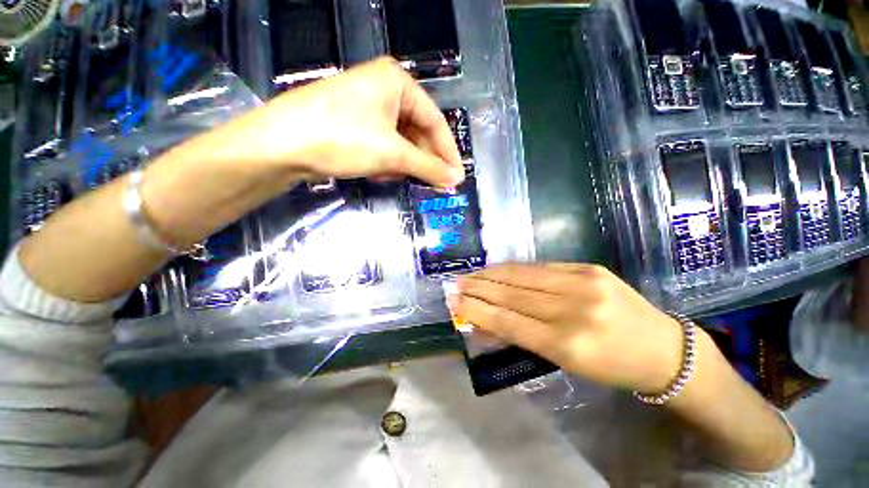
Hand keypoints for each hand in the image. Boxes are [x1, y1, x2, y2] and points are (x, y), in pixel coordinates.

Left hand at [142, 56, 462, 246]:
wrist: (282, 145)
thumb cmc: (344, 138)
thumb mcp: (393, 154)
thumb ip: (428, 167)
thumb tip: (455, 180)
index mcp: (397, 82)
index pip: (435, 121)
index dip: (448, 152)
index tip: (457, 176)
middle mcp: (384, 89)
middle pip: (417, 131)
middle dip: (424, 160)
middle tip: (435, 184)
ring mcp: (367, 106)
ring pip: (400, 141)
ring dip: (403, 163)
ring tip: (400, 178)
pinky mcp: (354, 123)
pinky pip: (384, 144)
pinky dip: (387, 161)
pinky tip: (380, 172)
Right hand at [452, 263, 687, 393]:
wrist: (664, 348)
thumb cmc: (611, 366)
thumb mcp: (566, 362)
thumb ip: (524, 337)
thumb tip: (488, 321)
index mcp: (568, 344)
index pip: (508, 321)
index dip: (477, 310)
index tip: (454, 303)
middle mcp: (574, 309)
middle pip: (512, 294)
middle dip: (478, 288)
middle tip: (455, 284)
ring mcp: (583, 282)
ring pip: (522, 275)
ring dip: (491, 274)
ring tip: (471, 275)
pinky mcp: (589, 267)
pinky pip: (540, 266)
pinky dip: (514, 269)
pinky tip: (499, 269)